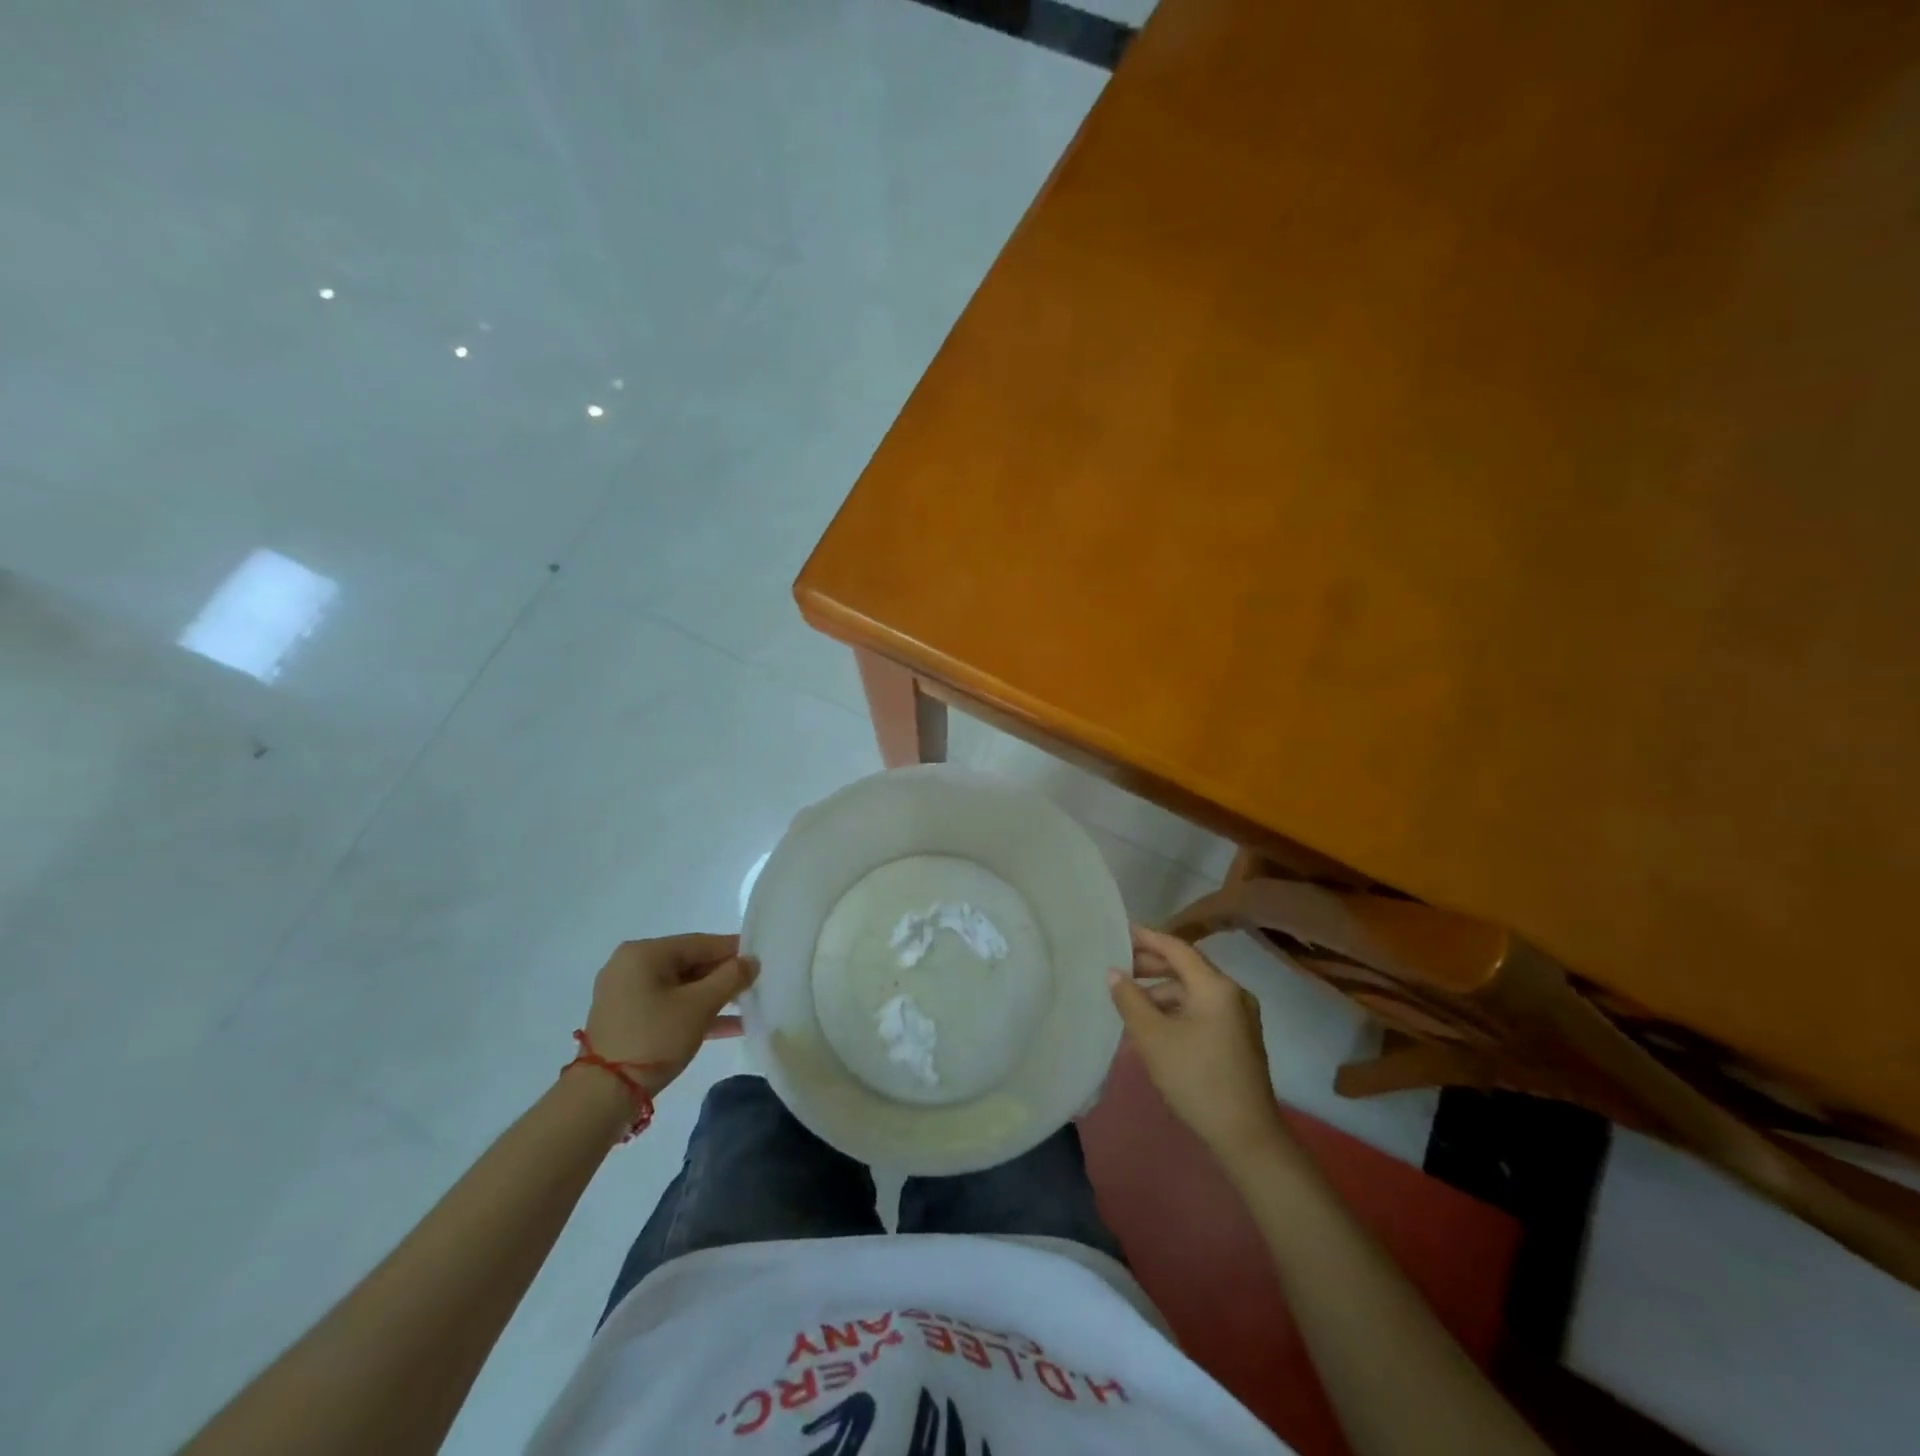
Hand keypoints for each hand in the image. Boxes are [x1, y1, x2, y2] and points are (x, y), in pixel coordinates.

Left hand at [582, 933, 757, 1094]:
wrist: (602, 1095)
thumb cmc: (653, 1038)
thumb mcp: (699, 1006)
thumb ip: (731, 978)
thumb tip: (752, 960)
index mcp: (644, 953)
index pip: (700, 943)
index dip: (734, 951)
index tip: (761, 960)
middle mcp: (631, 965)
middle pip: (690, 963)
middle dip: (723, 977)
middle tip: (756, 986)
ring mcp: (626, 993)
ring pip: (681, 987)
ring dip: (713, 998)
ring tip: (747, 1007)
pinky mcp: (627, 1017)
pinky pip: (668, 1004)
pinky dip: (694, 1012)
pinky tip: (728, 1026)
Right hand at [1108, 925, 1289, 1164]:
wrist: (1247, 1136)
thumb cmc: (1196, 1079)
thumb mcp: (1154, 1038)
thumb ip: (1130, 1000)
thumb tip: (1114, 972)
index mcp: (1216, 987)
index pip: (1177, 948)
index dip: (1146, 938)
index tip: (1120, 931)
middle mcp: (1232, 994)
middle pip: (1186, 968)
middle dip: (1151, 966)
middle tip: (1117, 966)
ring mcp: (1239, 1017)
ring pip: (1192, 992)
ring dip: (1160, 992)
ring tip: (1128, 1002)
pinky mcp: (1238, 1038)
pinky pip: (1200, 1010)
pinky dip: (1175, 1010)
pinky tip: (1152, 1026)